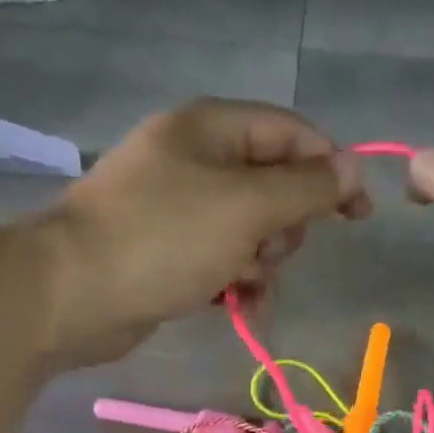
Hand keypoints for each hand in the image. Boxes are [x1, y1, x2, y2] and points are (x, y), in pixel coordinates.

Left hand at [41, 100, 368, 365]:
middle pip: (273, 185)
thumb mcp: (247, 207)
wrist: (73, 294)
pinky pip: (222, 259)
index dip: (332, 169)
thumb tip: (353, 170)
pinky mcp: (167, 251)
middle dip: (285, 226)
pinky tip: (234, 303)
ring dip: (261, 260)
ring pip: (251, 230)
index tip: (360, 215)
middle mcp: (195, 160)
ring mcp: (178, 208)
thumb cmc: (164, 239)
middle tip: (269, 249)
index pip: (292, 134)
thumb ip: (307, 188)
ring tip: (240, 282)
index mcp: (211, 129)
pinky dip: (235, 280)